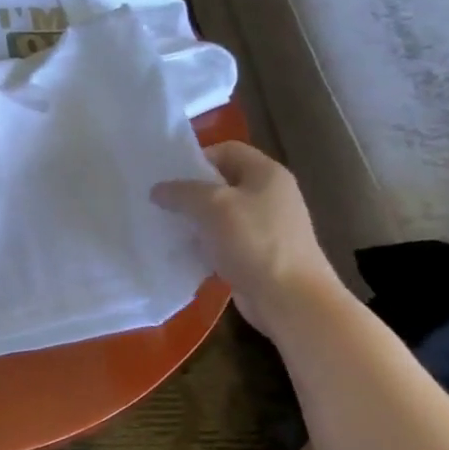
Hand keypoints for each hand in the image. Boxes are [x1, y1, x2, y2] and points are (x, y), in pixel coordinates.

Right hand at [152, 141, 343, 334]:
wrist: (290, 299)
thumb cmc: (253, 241)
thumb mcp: (211, 206)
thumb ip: (181, 192)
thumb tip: (158, 190)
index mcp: (266, 173)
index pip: (227, 150)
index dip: (197, 158)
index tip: (169, 176)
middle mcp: (270, 195)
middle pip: (223, 182)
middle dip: (191, 192)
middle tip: (162, 202)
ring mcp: (267, 227)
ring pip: (221, 214)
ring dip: (196, 220)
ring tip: (167, 227)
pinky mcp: (259, 255)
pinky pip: (225, 241)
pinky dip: (206, 244)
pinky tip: (185, 253)